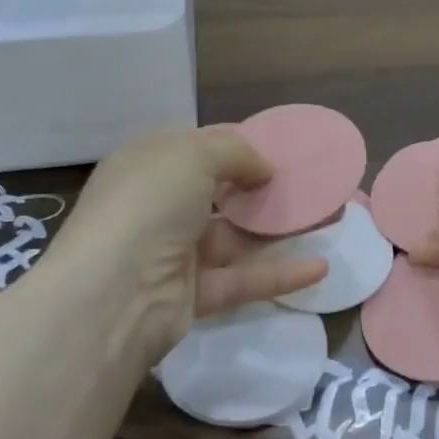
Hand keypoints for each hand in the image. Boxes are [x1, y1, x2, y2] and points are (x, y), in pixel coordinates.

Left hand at [47, 127, 326, 363]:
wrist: (113, 293)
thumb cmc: (149, 204)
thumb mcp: (193, 155)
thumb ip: (236, 152)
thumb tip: (263, 169)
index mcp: (148, 165)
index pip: (197, 148)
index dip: (237, 145)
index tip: (280, 148)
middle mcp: (158, 206)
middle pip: (219, 193)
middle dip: (262, 189)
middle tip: (308, 185)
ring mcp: (174, 252)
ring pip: (235, 237)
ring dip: (277, 231)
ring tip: (325, 221)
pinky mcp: (193, 294)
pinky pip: (242, 279)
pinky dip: (280, 274)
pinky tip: (320, 268)